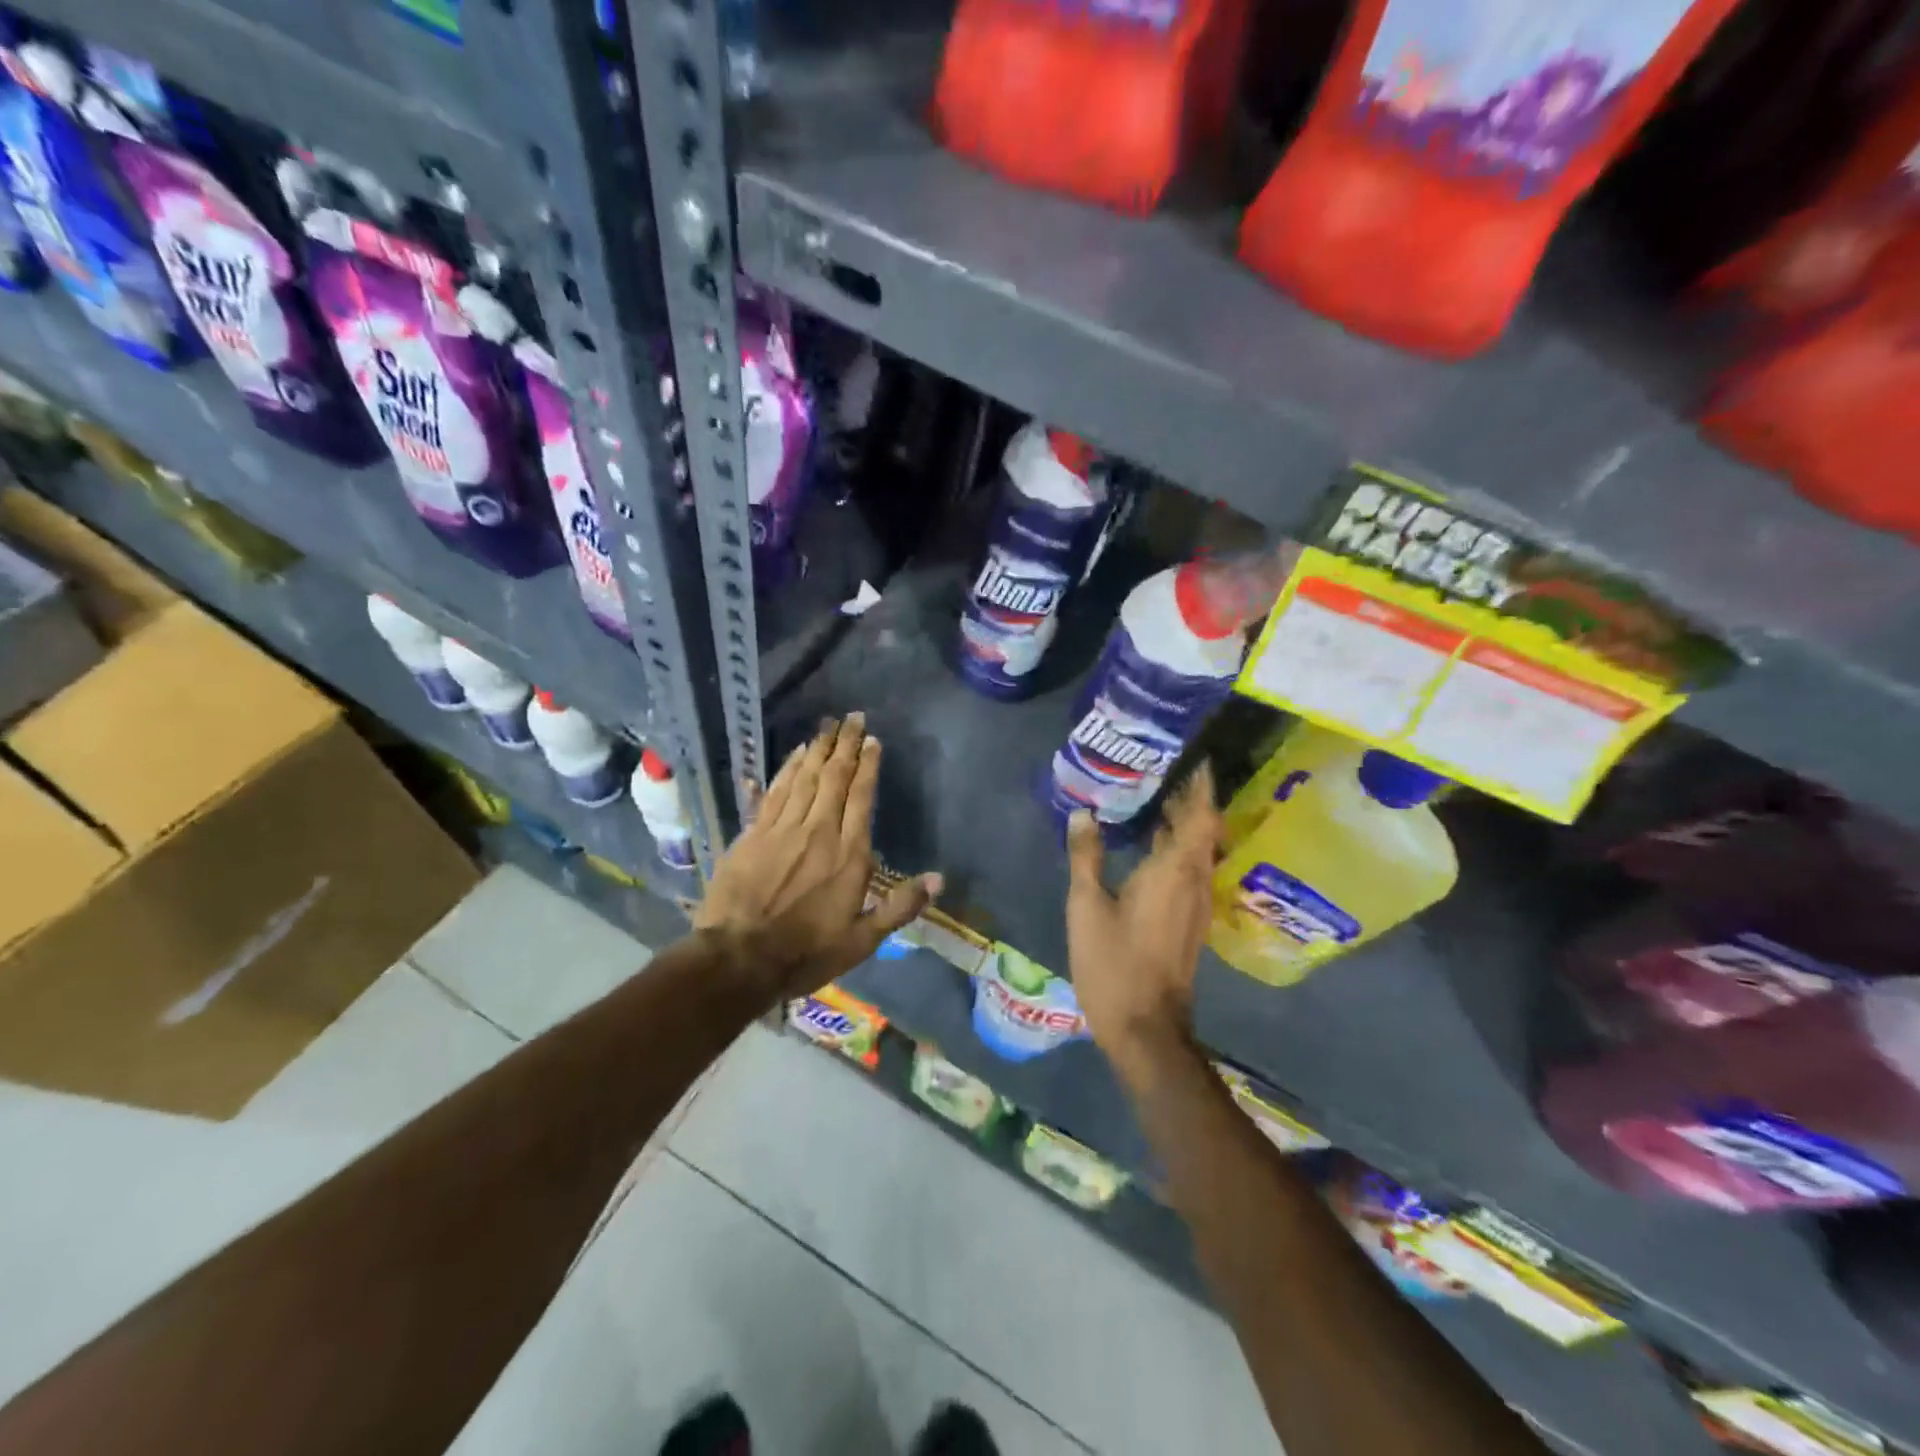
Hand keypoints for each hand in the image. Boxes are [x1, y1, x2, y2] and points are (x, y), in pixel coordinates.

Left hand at [695, 713, 941, 1002]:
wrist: (739, 958)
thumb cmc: (806, 952)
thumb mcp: (862, 940)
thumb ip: (900, 906)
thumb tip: (939, 879)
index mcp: (849, 855)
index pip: (861, 797)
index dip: (868, 766)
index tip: (873, 741)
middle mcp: (819, 831)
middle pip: (835, 778)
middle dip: (846, 745)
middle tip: (853, 718)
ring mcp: (783, 829)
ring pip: (805, 778)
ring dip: (819, 750)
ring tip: (828, 726)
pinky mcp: (754, 834)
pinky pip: (775, 792)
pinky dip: (787, 769)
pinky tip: (796, 754)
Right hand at [1065, 764, 1218, 1077]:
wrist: (1146, 1028)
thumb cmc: (1114, 963)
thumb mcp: (1087, 906)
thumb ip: (1086, 857)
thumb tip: (1083, 814)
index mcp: (1174, 870)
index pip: (1199, 814)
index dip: (1199, 784)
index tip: (1192, 756)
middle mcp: (1194, 881)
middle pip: (1202, 828)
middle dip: (1188, 798)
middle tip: (1161, 769)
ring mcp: (1196, 903)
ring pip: (1197, 850)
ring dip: (1182, 823)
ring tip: (1153, 798)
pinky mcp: (1189, 921)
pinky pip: (1189, 870)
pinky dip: (1176, 848)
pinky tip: (1149, 847)